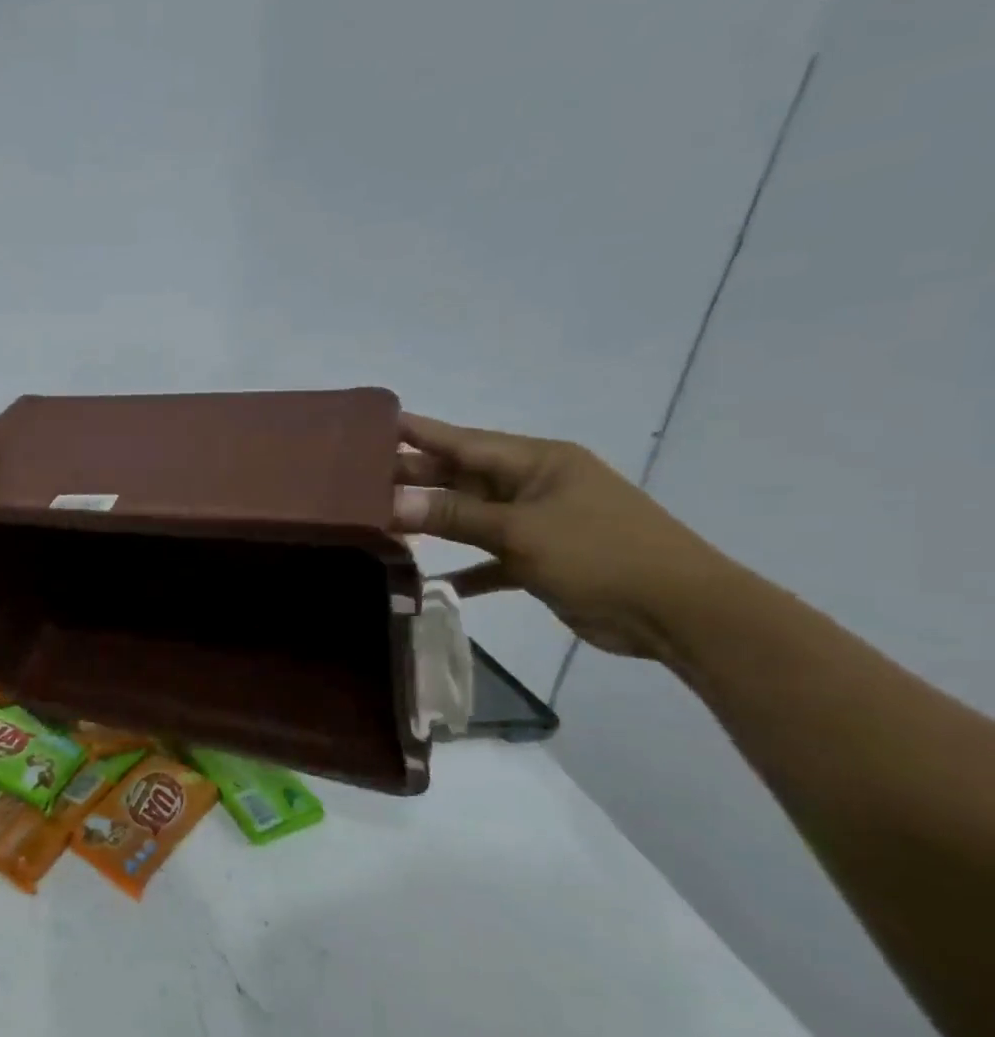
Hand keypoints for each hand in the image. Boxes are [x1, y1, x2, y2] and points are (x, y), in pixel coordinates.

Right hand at [391, 413, 728, 659]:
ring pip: (471, 517)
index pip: (463, 441)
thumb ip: (455, 515)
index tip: (373, 425)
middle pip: (462, 477)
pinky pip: (489, 559)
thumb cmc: (602, 554)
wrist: (678, 612)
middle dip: (415, 479)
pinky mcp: (540, 560)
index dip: (418, 433)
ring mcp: (538, 523)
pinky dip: (463, 569)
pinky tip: (430, 582)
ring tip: (380, 523)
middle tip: (358, 481)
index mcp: (537, 462)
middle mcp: (534, 486)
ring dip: (433, 523)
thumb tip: (392, 502)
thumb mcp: (522, 531)